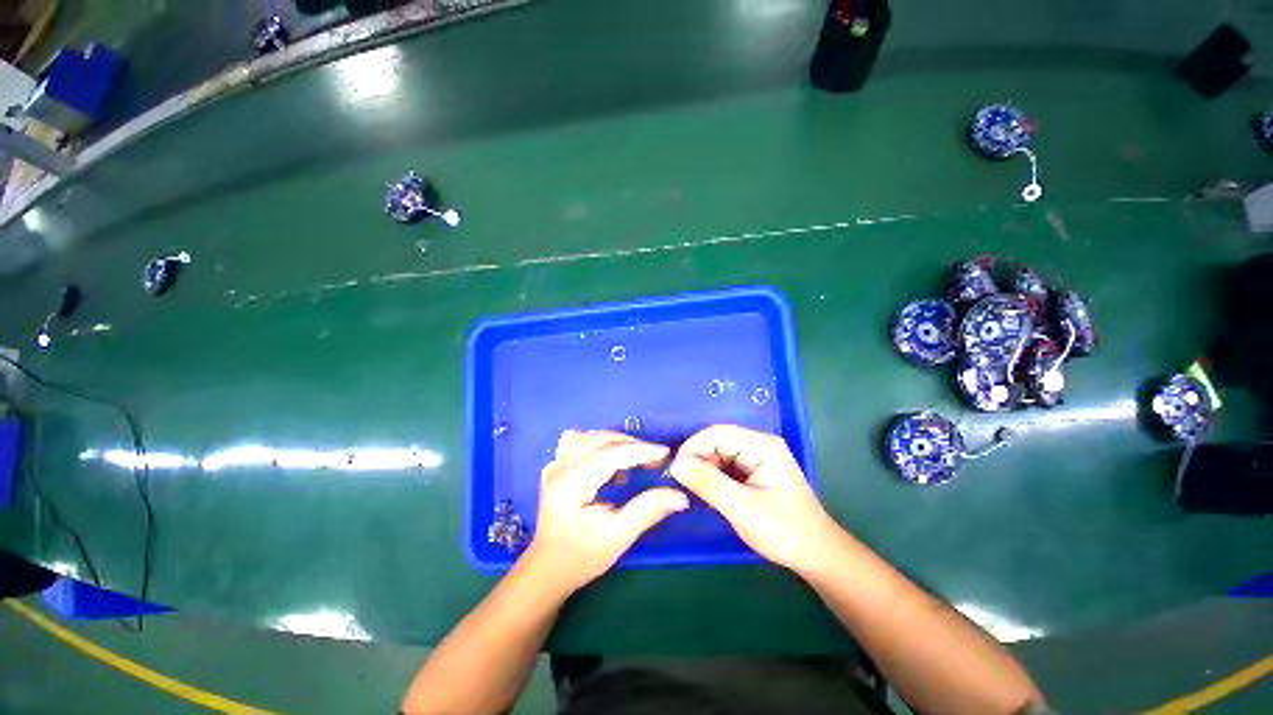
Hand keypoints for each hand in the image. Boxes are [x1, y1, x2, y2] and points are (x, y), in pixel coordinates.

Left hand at [524, 430, 688, 593]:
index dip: (640, 451)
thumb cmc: (582, 557)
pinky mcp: (556, 465)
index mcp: (570, 484)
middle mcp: (559, 467)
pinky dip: (600, 443)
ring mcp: (555, 464)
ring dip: (618, 442)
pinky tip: (609, 457)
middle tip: (656, 459)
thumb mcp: (618, 537)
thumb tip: (680, 496)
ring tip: (637, 458)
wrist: (547, 568)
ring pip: (592, 437)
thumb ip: (648, 511)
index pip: (610, 455)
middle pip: (602, 441)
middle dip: (633, 445)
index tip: (665, 453)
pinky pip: (580, 440)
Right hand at [669, 425, 836, 574]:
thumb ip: (708, 483)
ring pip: (719, 454)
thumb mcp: (741, 508)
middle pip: (717, 442)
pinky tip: (705, 490)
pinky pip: (726, 466)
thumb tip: (675, 464)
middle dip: (697, 459)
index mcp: (761, 445)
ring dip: (703, 469)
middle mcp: (758, 445)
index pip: (716, 433)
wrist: (816, 555)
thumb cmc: (784, 530)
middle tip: (679, 482)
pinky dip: (712, 477)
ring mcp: (757, 457)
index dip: (692, 447)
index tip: (674, 469)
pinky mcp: (754, 471)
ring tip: (690, 488)